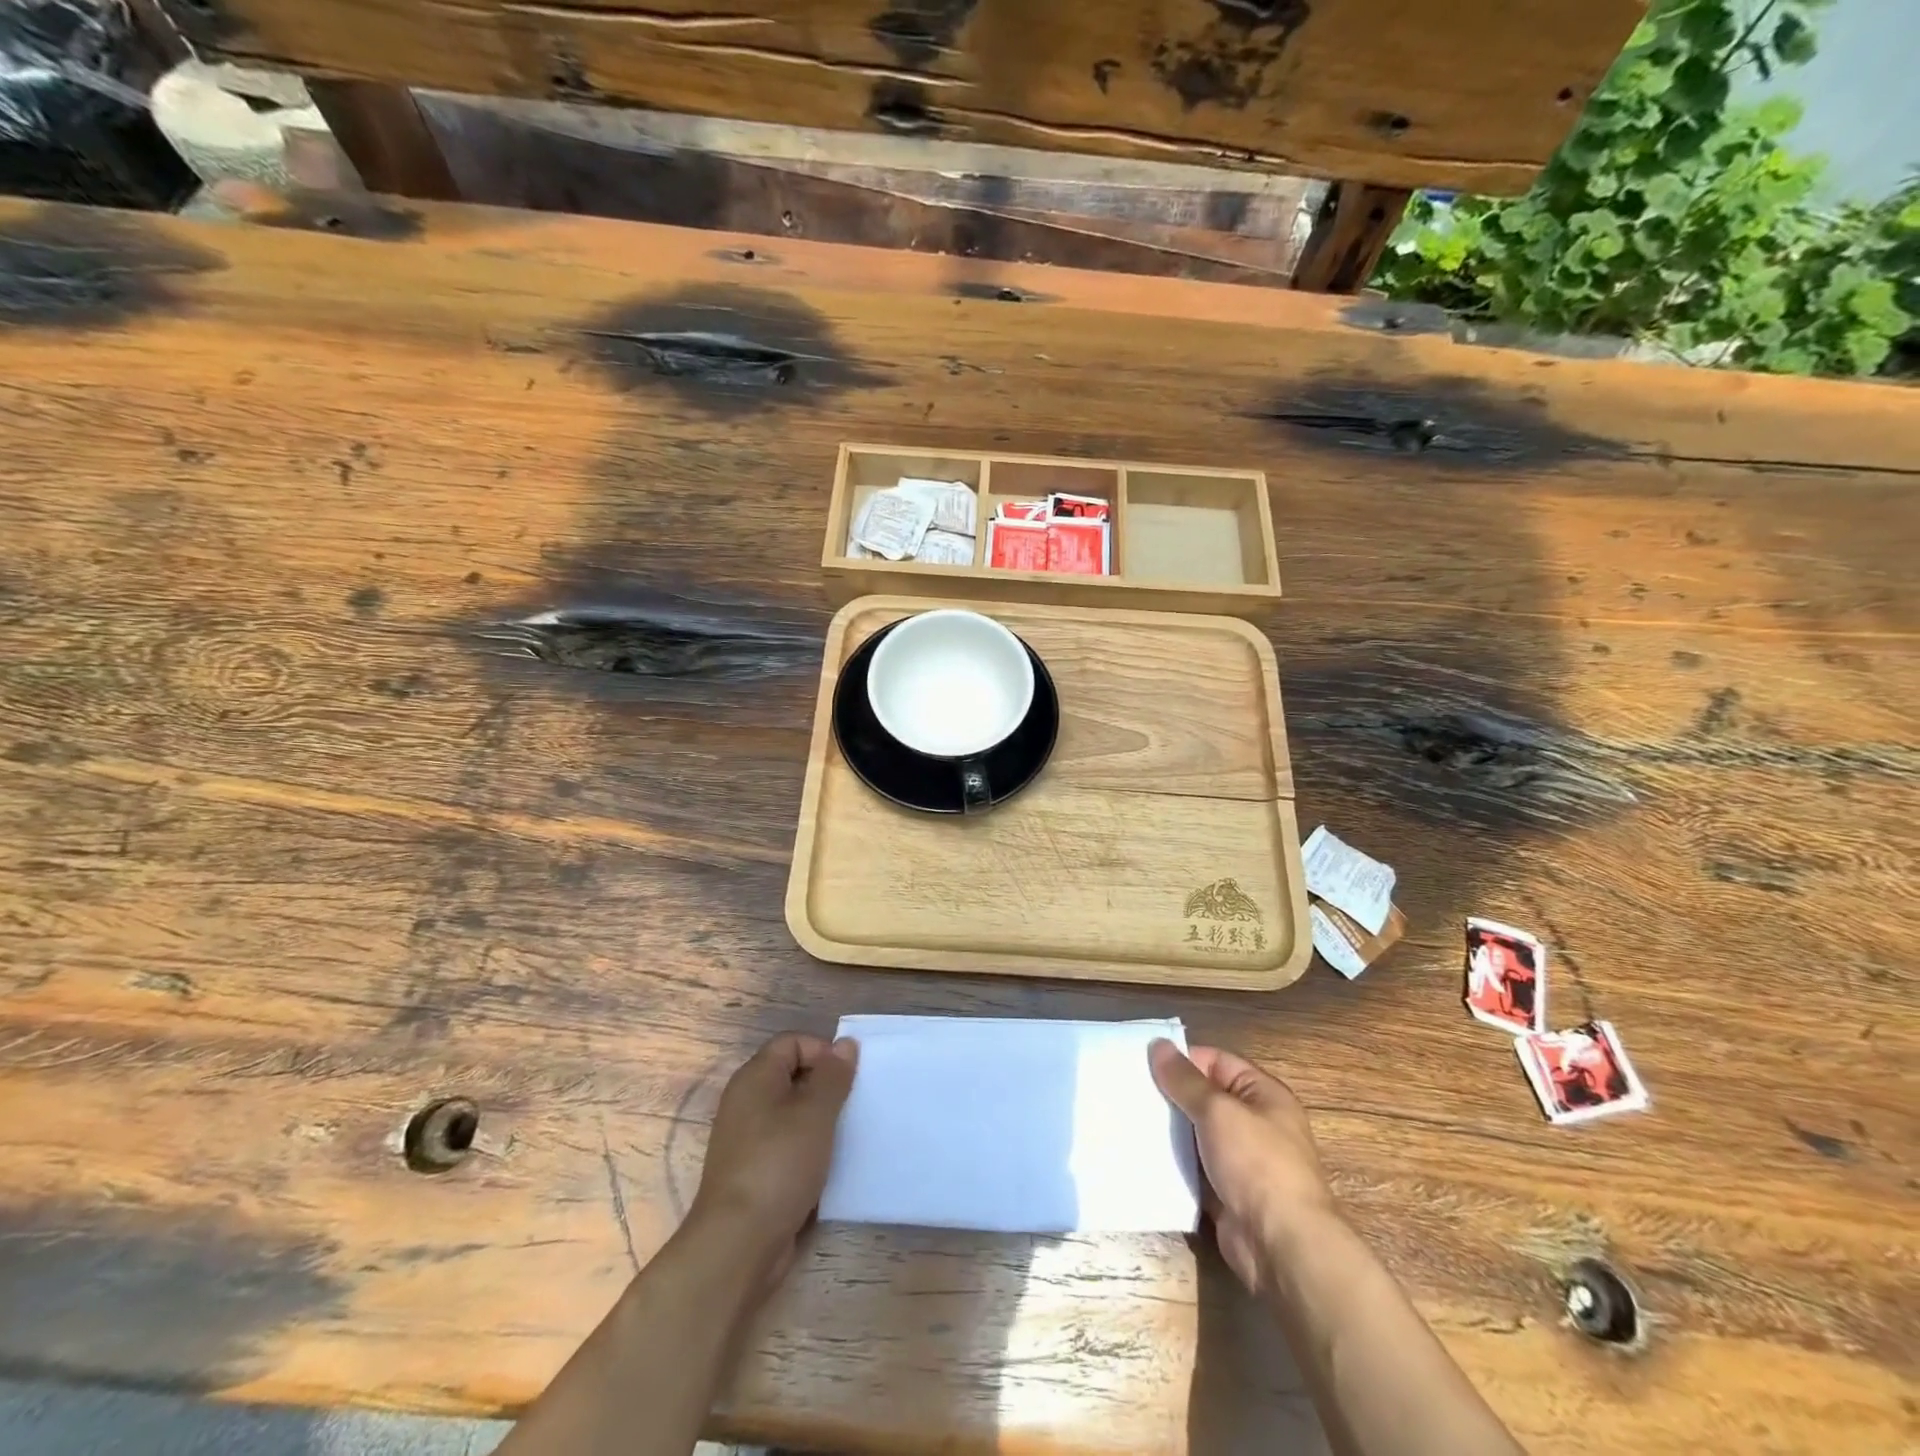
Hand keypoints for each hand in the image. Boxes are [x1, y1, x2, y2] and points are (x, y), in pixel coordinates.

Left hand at [687, 1032, 857, 1287]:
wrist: (738, 1244)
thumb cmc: (779, 1164)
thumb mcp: (815, 1113)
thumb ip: (833, 1075)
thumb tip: (845, 1044)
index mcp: (756, 1077)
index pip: (793, 1041)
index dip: (823, 1051)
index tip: (850, 1077)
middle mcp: (746, 1101)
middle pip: (792, 1076)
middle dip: (826, 1086)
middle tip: (854, 1105)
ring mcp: (747, 1138)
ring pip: (792, 1113)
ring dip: (820, 1120)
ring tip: (847, 1135)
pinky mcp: (753, 1171)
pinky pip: (787, 1145)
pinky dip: (808, 1148)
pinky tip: (829, 1165)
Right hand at [1149, 1040, 1338, 1295]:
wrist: (1280, 1245)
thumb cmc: (1256, 1163)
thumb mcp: (1218, 1110)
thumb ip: (1185, 1080)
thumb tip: (1158, 1044)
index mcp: (1262, 1094)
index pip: (1215, 1061)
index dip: (1181, 1060)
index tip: (1142, 1062)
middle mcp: (1253, 1122)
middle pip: (1203, 1097)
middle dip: (1169, 1095)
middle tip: (1128, 1089)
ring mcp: (1239, 1160)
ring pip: (1194, 1133)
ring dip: (1167, 1130)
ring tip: (1126, 1118)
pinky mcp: (1224, 1191)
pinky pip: (1192, 1167)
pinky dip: (1171, 1162)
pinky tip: (1140, 1153)